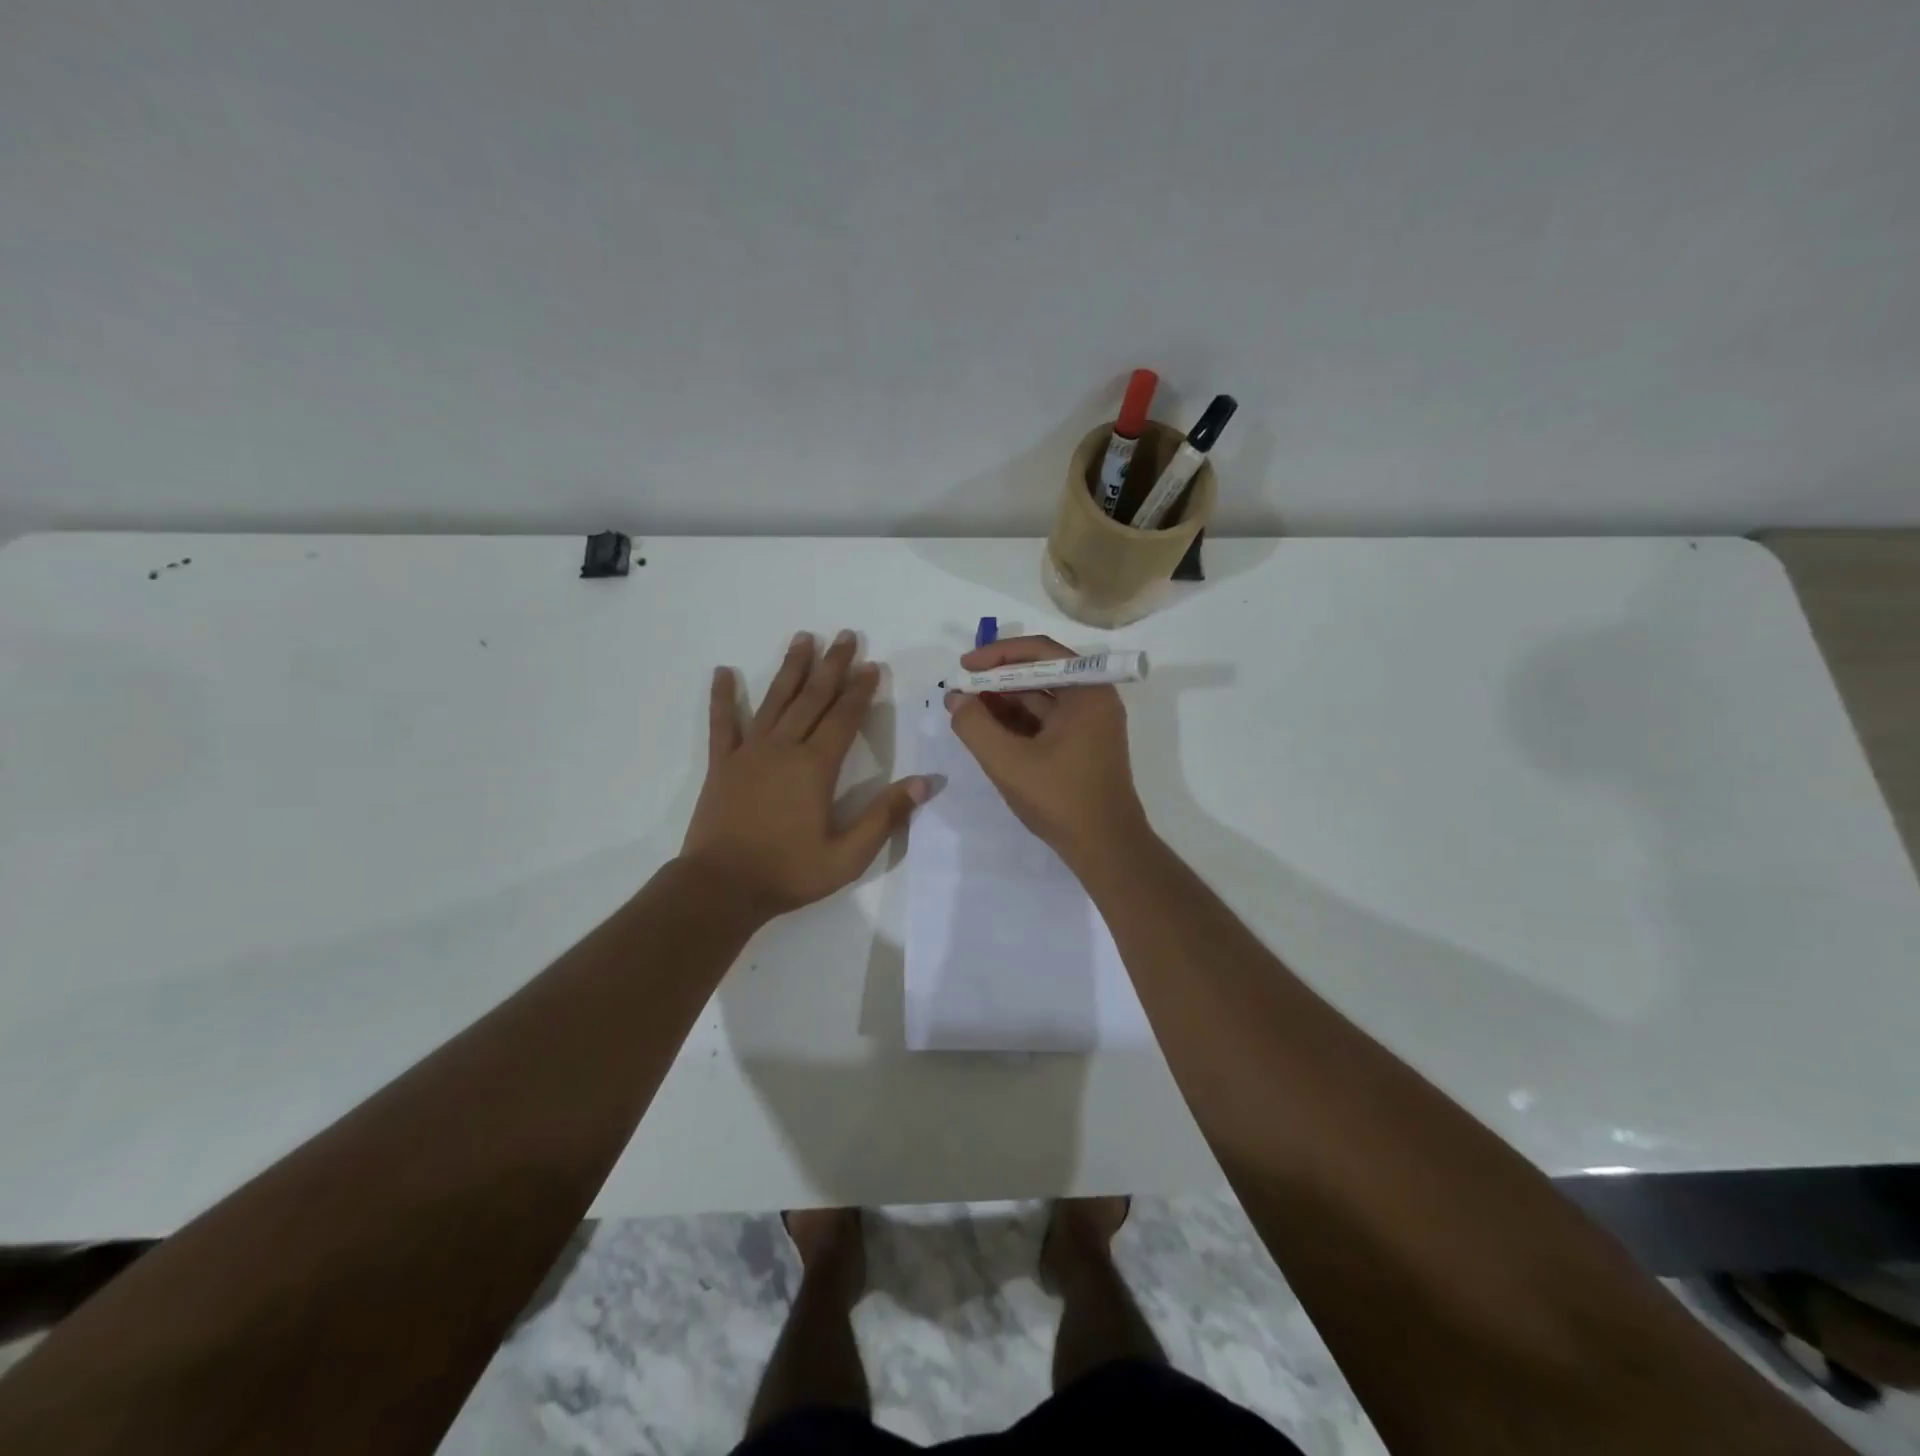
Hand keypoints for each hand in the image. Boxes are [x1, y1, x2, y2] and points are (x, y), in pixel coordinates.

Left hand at [683, 630, 928, 918]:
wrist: (722, 887)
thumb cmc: (789, 872)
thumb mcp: (848, 855)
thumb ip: (885, 816)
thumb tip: (925, 782)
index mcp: (815, 767)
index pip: (844, 718)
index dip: (860, 690)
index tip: (872, 665)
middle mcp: (784, 748)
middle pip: (812, 698)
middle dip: (832, 666)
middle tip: (846, 636)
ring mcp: (749, 753)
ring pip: (774, 700)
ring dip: (791, 668)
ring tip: (803, 638)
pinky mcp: (722, 764)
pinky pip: (723, 724)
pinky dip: (723, 697)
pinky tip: (722, 672)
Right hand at [944, 635, 1147, 865]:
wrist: (1105, 848)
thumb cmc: (1061, 799)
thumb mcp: (1008, 762)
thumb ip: (975, 726)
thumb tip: (955, 699)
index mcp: (1087, 691)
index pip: (1040, 651)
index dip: (997, 654)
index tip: (964, 666)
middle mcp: (1094, 699)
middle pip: (1040, 673)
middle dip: (997, 679)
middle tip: (960, 690)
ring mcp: (1090, 723)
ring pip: (1041, 698)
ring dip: (1004, 701)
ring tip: (966, 711)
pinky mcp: (1082, 745)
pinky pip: (1046, 721)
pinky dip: (1017, 722)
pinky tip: (988, 730)